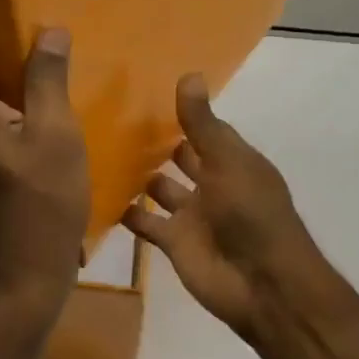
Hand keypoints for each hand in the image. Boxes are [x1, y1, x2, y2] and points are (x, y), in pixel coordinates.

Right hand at [123, 75, 333, 341]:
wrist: (262, 285)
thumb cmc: (251, 213)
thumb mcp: (227, 161)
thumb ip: (202, 123)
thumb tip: (189, 73)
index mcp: (232, 161)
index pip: (204, 131)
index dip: (182, 114)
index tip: (145, 94)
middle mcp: (212, 184)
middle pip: (181, 158)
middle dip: (156, 143)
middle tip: (113, 119)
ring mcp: (192, 215)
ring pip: (159, 189)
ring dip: (138, 175)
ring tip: (99, 151)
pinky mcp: (173, 242)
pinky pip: (145, 222)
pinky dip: (125, 212)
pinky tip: (96, 194)